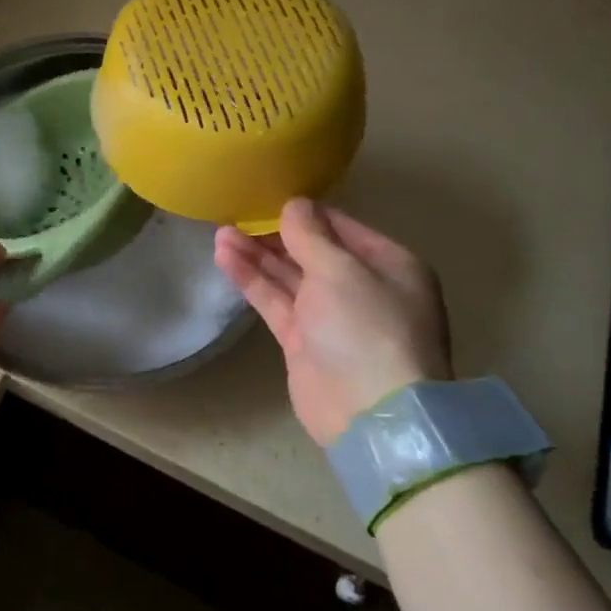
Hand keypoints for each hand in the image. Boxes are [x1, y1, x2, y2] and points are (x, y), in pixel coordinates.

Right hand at [215, 198, 451, 445]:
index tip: (268, 195)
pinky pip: (276, 301)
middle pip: (313, 251)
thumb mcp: (340, 270)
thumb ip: (310, 235)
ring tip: (220, 230)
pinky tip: (225, 256)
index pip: (342, 227)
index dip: (305, 212)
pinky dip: (252, 280)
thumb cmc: (366, 327)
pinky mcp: (304, 342)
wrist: (371, 415)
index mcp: (389, 265)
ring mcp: (332, 318)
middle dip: (275, 234)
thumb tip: (294, 204)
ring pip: (289, 276)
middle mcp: (363, 288)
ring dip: (257, 254)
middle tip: (237, 211)